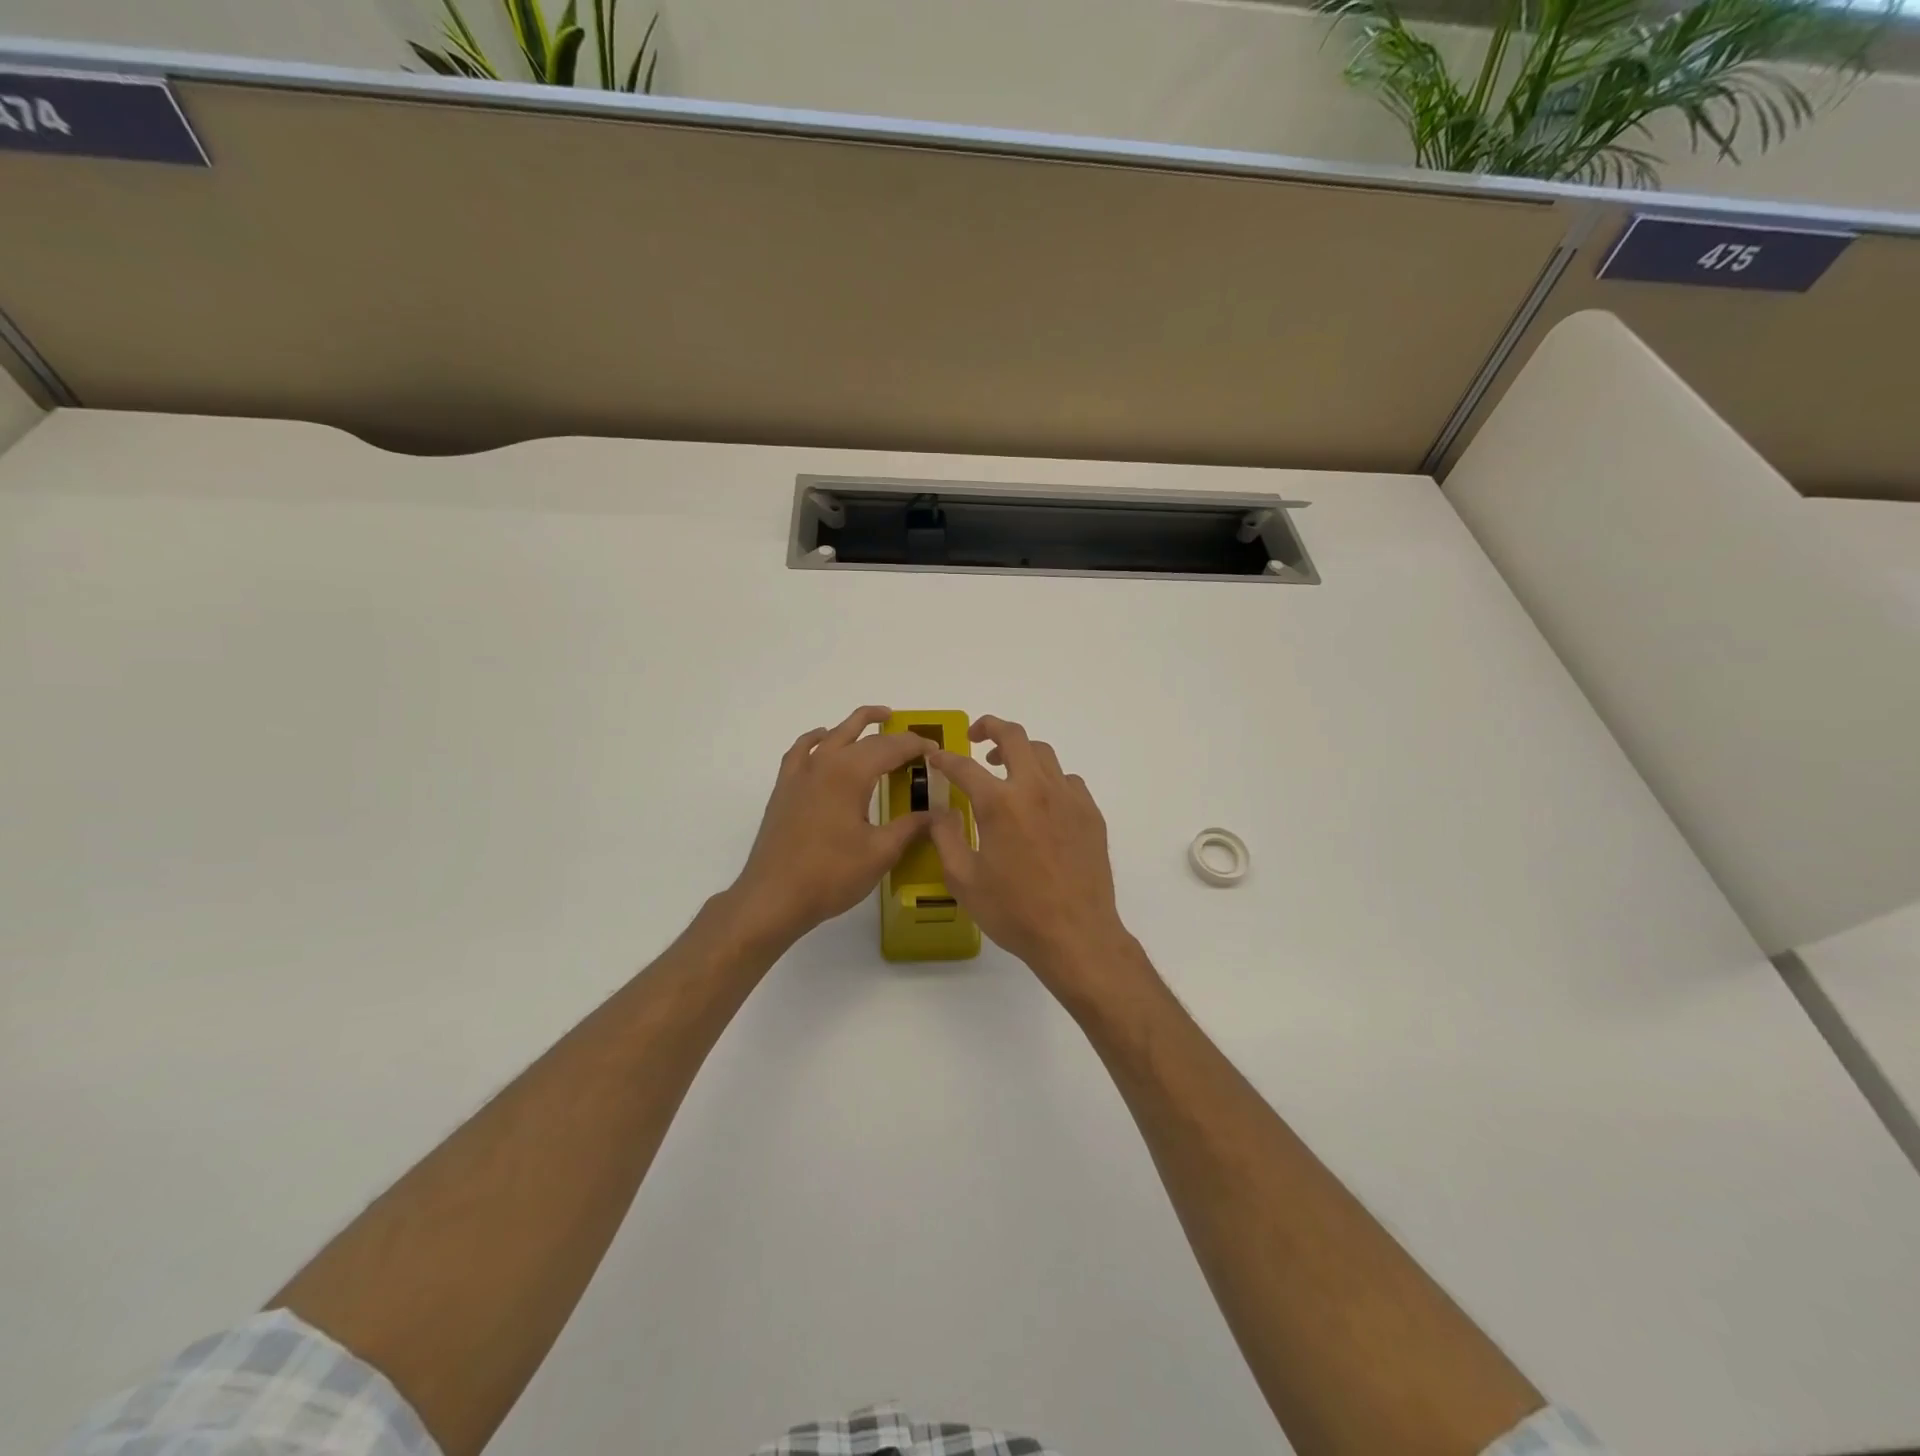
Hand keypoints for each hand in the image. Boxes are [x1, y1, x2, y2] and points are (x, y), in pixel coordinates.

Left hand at [729, 706, 935, 946]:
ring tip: (878, 719)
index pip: (891, 747)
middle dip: (893, 735)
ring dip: (856, 724)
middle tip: (916, 742)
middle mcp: (824, 763)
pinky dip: (817, 739)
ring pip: (832, 735)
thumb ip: (911, 827)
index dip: (916, 746)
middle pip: (863, 736)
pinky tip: (824, 742)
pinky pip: (802, 750)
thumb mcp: (880, 852)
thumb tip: (939, 814)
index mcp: (850, 773)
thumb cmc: (831, 874)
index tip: (936, 752)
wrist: (773, 897)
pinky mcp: (785, 789)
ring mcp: (800, 773)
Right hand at [928, 716, 1142, 1008]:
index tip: (936, 757)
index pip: (965, 766)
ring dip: (1020, 752)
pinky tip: (1040, 802)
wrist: (1076, 935)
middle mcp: (1036, 789)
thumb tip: (940, 810)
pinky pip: (1067, 780)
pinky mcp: (1090, 813)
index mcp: (1000, 803)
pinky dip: (1048, 779)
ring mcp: (1068, 798)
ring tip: (1006, 769)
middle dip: (990, 727)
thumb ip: (946, 837)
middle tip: (976, 736)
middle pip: (1014, 737)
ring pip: (1044, 754)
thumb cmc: (1014, 911)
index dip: (945, 758)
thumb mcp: (964, 879)